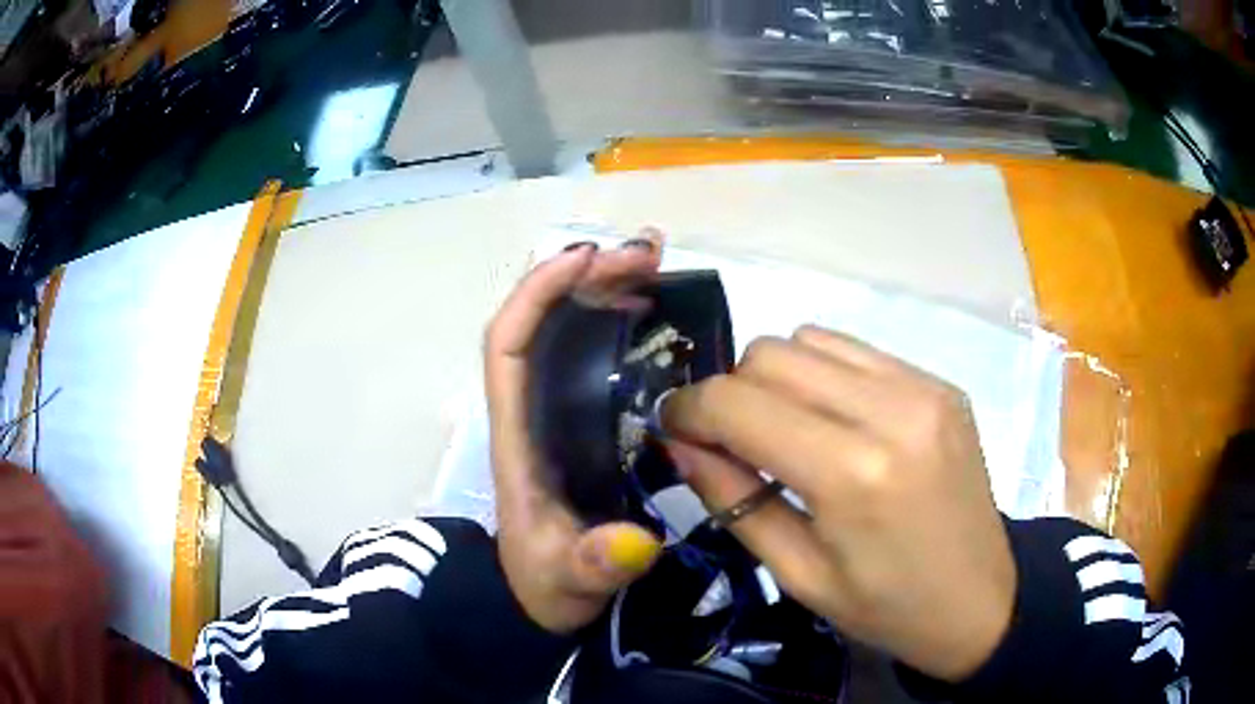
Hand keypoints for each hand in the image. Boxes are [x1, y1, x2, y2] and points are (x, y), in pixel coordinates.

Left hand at [485, 235, 664, 633]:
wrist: (544, 598)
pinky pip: (600, 355)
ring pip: (571, 330)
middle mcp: (534, 409)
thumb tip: (636, 542)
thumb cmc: (546, 583)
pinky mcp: (587, 420)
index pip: (507, 345)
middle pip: (544, 322)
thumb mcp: (568, 580)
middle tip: (648, 253)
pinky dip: (625, 321)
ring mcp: (561, 411)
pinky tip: (660, 309)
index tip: (588, 259)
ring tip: (657, 262)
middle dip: (587, 277)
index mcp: (517, 435)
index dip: (537, 293)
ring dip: (607, 288)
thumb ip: (594, 565)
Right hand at [662, 327, 1015, 680]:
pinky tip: (833, 420)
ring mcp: (922, 386)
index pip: (739, 404)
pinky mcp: (939, 382)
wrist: (980, 599)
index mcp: (853, 473)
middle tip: (731, 441)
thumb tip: (681, 442)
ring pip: (810, 339)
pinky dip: (823, 374)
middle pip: (771, 355)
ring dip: (777, 378)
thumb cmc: (886, 607)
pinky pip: (855, 351)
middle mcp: (891, 409)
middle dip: (731, 392)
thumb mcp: (798, 573)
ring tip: (785, 429)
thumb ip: (733, 500)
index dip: (690, 409)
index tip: (674, 428)